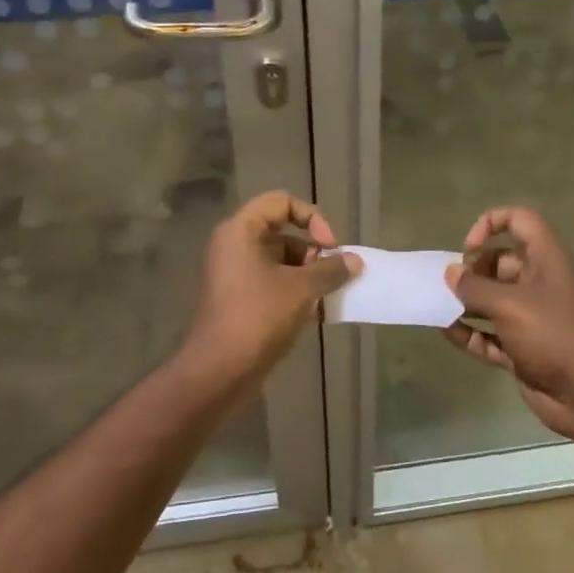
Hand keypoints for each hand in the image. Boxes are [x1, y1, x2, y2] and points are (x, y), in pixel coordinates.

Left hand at [181, 190, 359, 389]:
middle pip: (282, 232)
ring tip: (329, 296)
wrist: (219, 370)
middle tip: (333, 274)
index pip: (281, 202)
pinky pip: (273, 282)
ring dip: (309, 274)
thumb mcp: (301, 289)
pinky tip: (318, 313)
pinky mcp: (240, 299)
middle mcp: (235, 246)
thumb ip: (330, 270)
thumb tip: (354, 261)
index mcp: (241, 231)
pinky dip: (296, 291)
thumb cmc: (258, 317)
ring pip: (280, 260)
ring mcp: (235, 274)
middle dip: (313, 251)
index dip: (311, 217)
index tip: (329, 245)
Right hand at [442, 207, 573, 443]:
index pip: (520, 221)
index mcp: (545, 260)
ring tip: (438, 308)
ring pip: (492, 301)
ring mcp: (530, 318)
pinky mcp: (522, 349)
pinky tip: (448, 333)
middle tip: (451, 286)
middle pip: (499, 263)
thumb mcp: (510, 305)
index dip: (491, 224)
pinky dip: (470, 333)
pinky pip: (490, 335)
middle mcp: (538, 283)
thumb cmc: (554, 335)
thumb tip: (451, 273)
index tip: (469, 248)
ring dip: (466, 304)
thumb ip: (475, 288)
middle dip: (472, 271)